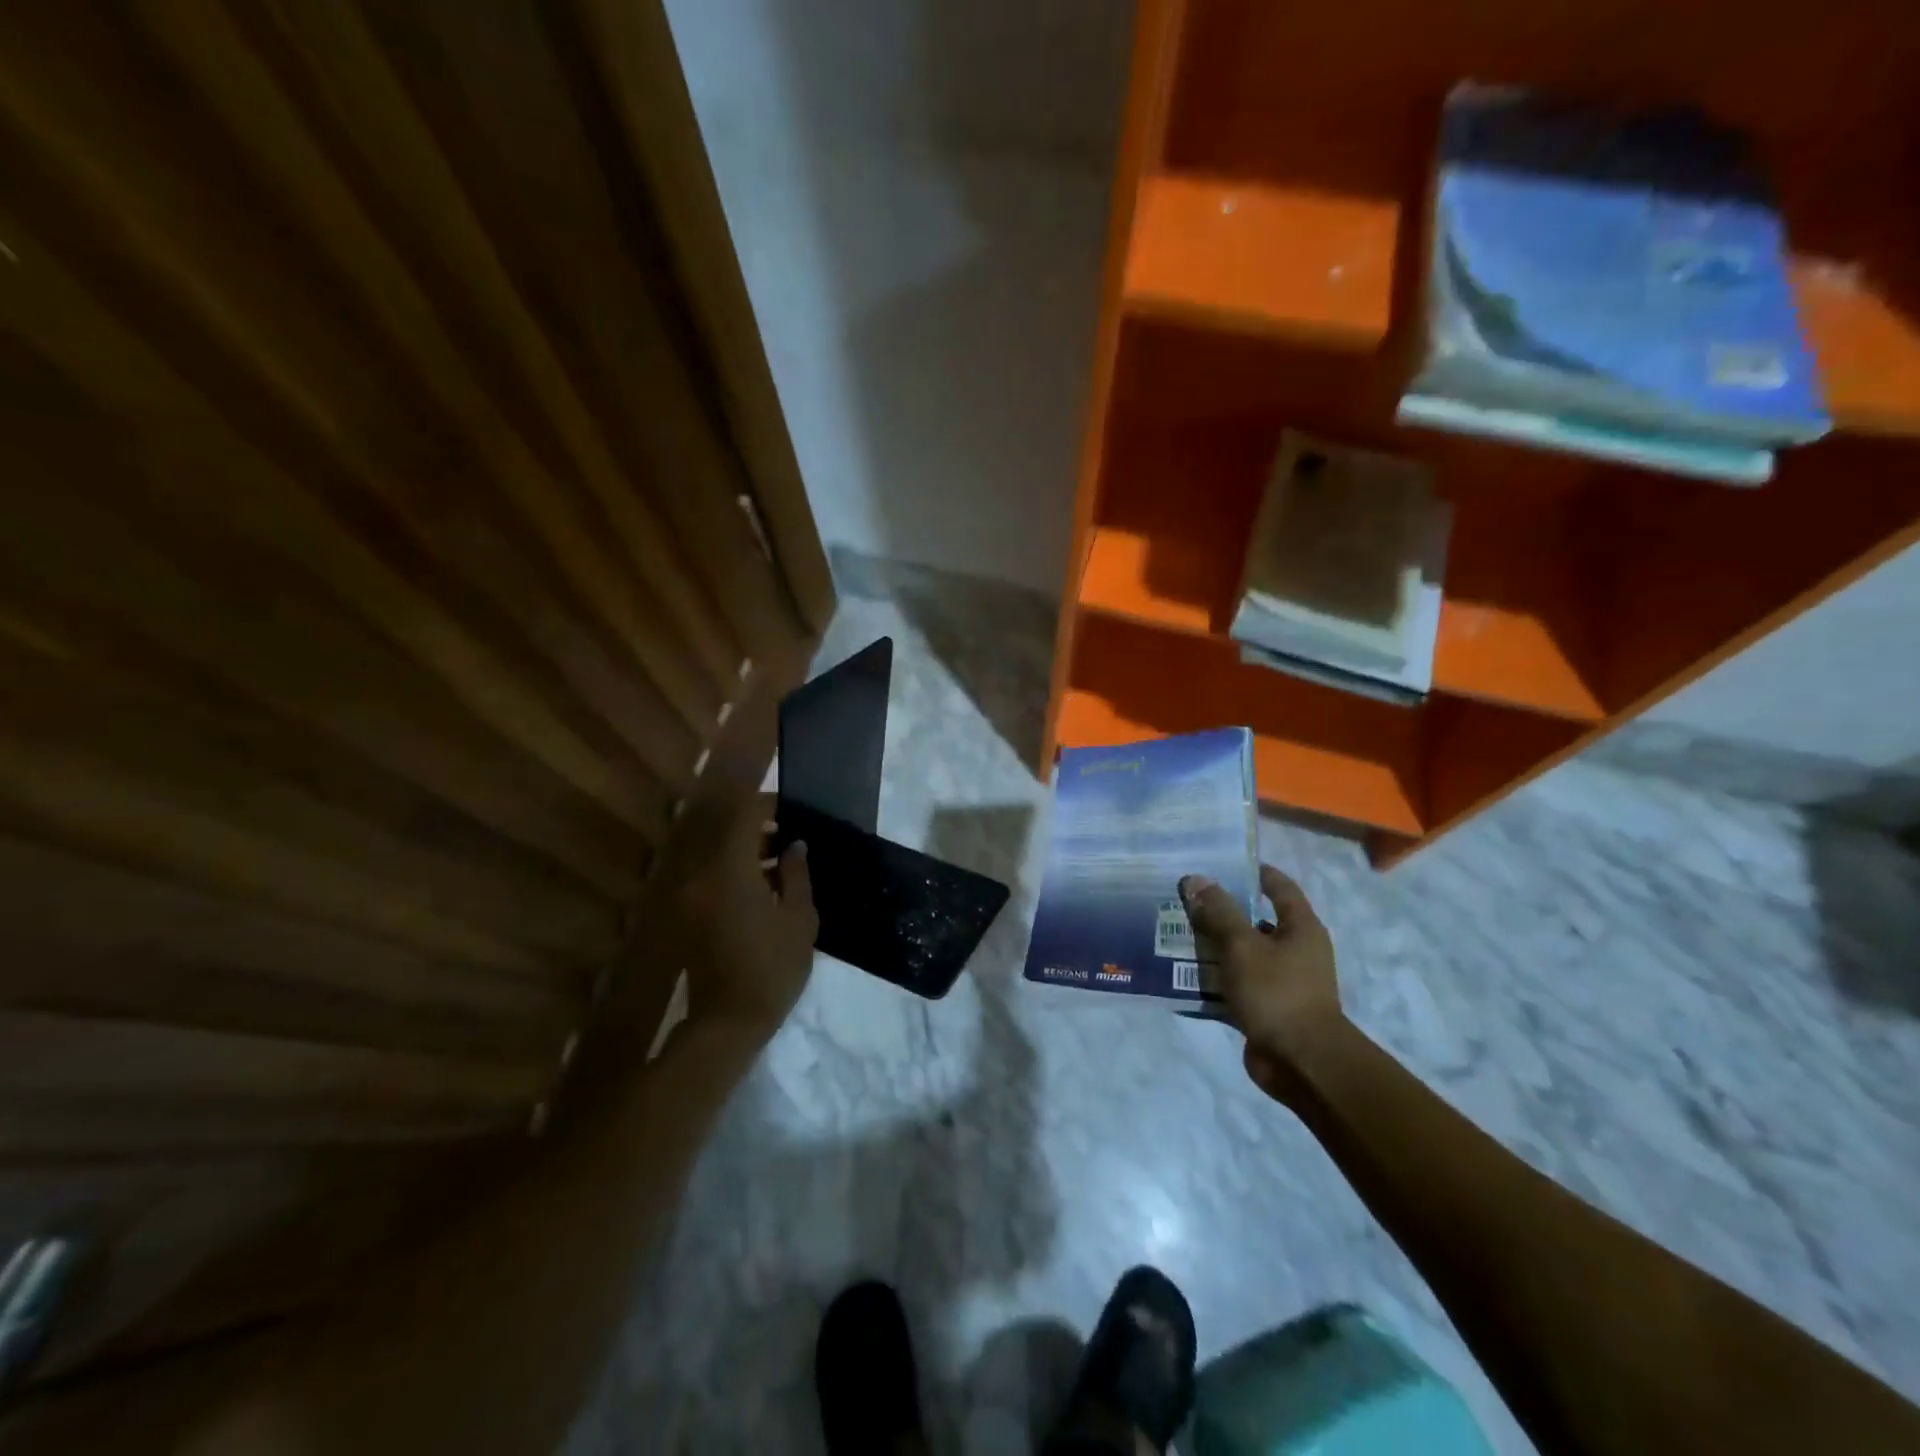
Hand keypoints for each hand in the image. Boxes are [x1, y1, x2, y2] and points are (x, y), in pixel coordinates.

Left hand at [681, 793, 817, 1035]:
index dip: (766, 804)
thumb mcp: (799, 919)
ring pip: (719, 855)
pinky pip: (712, 877)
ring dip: (747, 851)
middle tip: (792, 836)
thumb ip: (797, 875)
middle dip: (759, 828)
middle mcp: (702, 875)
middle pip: (727, 833)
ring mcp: (690, 895)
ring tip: (782, 864)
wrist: (727, 1024)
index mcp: (730, 870)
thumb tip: (794, 846)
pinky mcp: (688, 914)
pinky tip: (764, 889)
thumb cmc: (772, 969)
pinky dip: (735, 872)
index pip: (743, 816)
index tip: (791, 809)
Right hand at [1179, 864, 1343, 1100]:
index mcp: (1300, 928)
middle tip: (1185, 900)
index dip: (1252, 872)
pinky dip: (1214, 979)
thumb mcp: (1242, 945)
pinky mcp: (1267, 1007)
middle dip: (1221, 910)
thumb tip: (1196, 879)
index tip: (1219, 863)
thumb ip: (1219, 912)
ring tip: (1176, 933)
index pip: (1279, 886)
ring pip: (1241, 953)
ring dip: (1213, 946)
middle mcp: (1295, 950)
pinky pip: (1236, 983)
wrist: (1302, 1064)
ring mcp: (1282, 981)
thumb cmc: (1277, 993)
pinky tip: (1184, 974)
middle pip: (1255, 920)